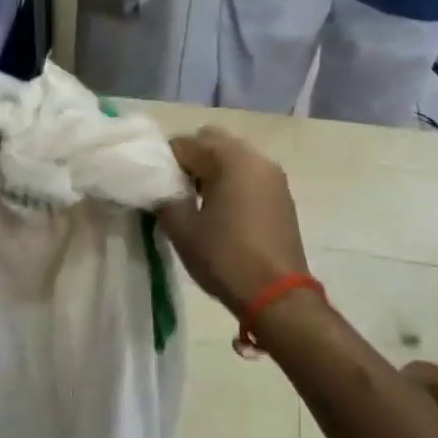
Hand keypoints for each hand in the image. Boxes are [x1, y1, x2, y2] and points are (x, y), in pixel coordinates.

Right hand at [157, 126, 308, 316]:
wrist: (277, 295)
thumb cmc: (225, 258)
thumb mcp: (182, 230)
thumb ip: (164, 198)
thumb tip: (158, 187)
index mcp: (231, 160)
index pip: (186, 142)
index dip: (164, 161)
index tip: (155, 186)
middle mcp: (256, 158)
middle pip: (213, 142)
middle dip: (190, 160)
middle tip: (175, 191)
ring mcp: (273, 177)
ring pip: (233, 157)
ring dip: (211, 171)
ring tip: (196, 204)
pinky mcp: (281, 196)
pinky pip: (248, 175)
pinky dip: (230, 183)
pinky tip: (220, 213)